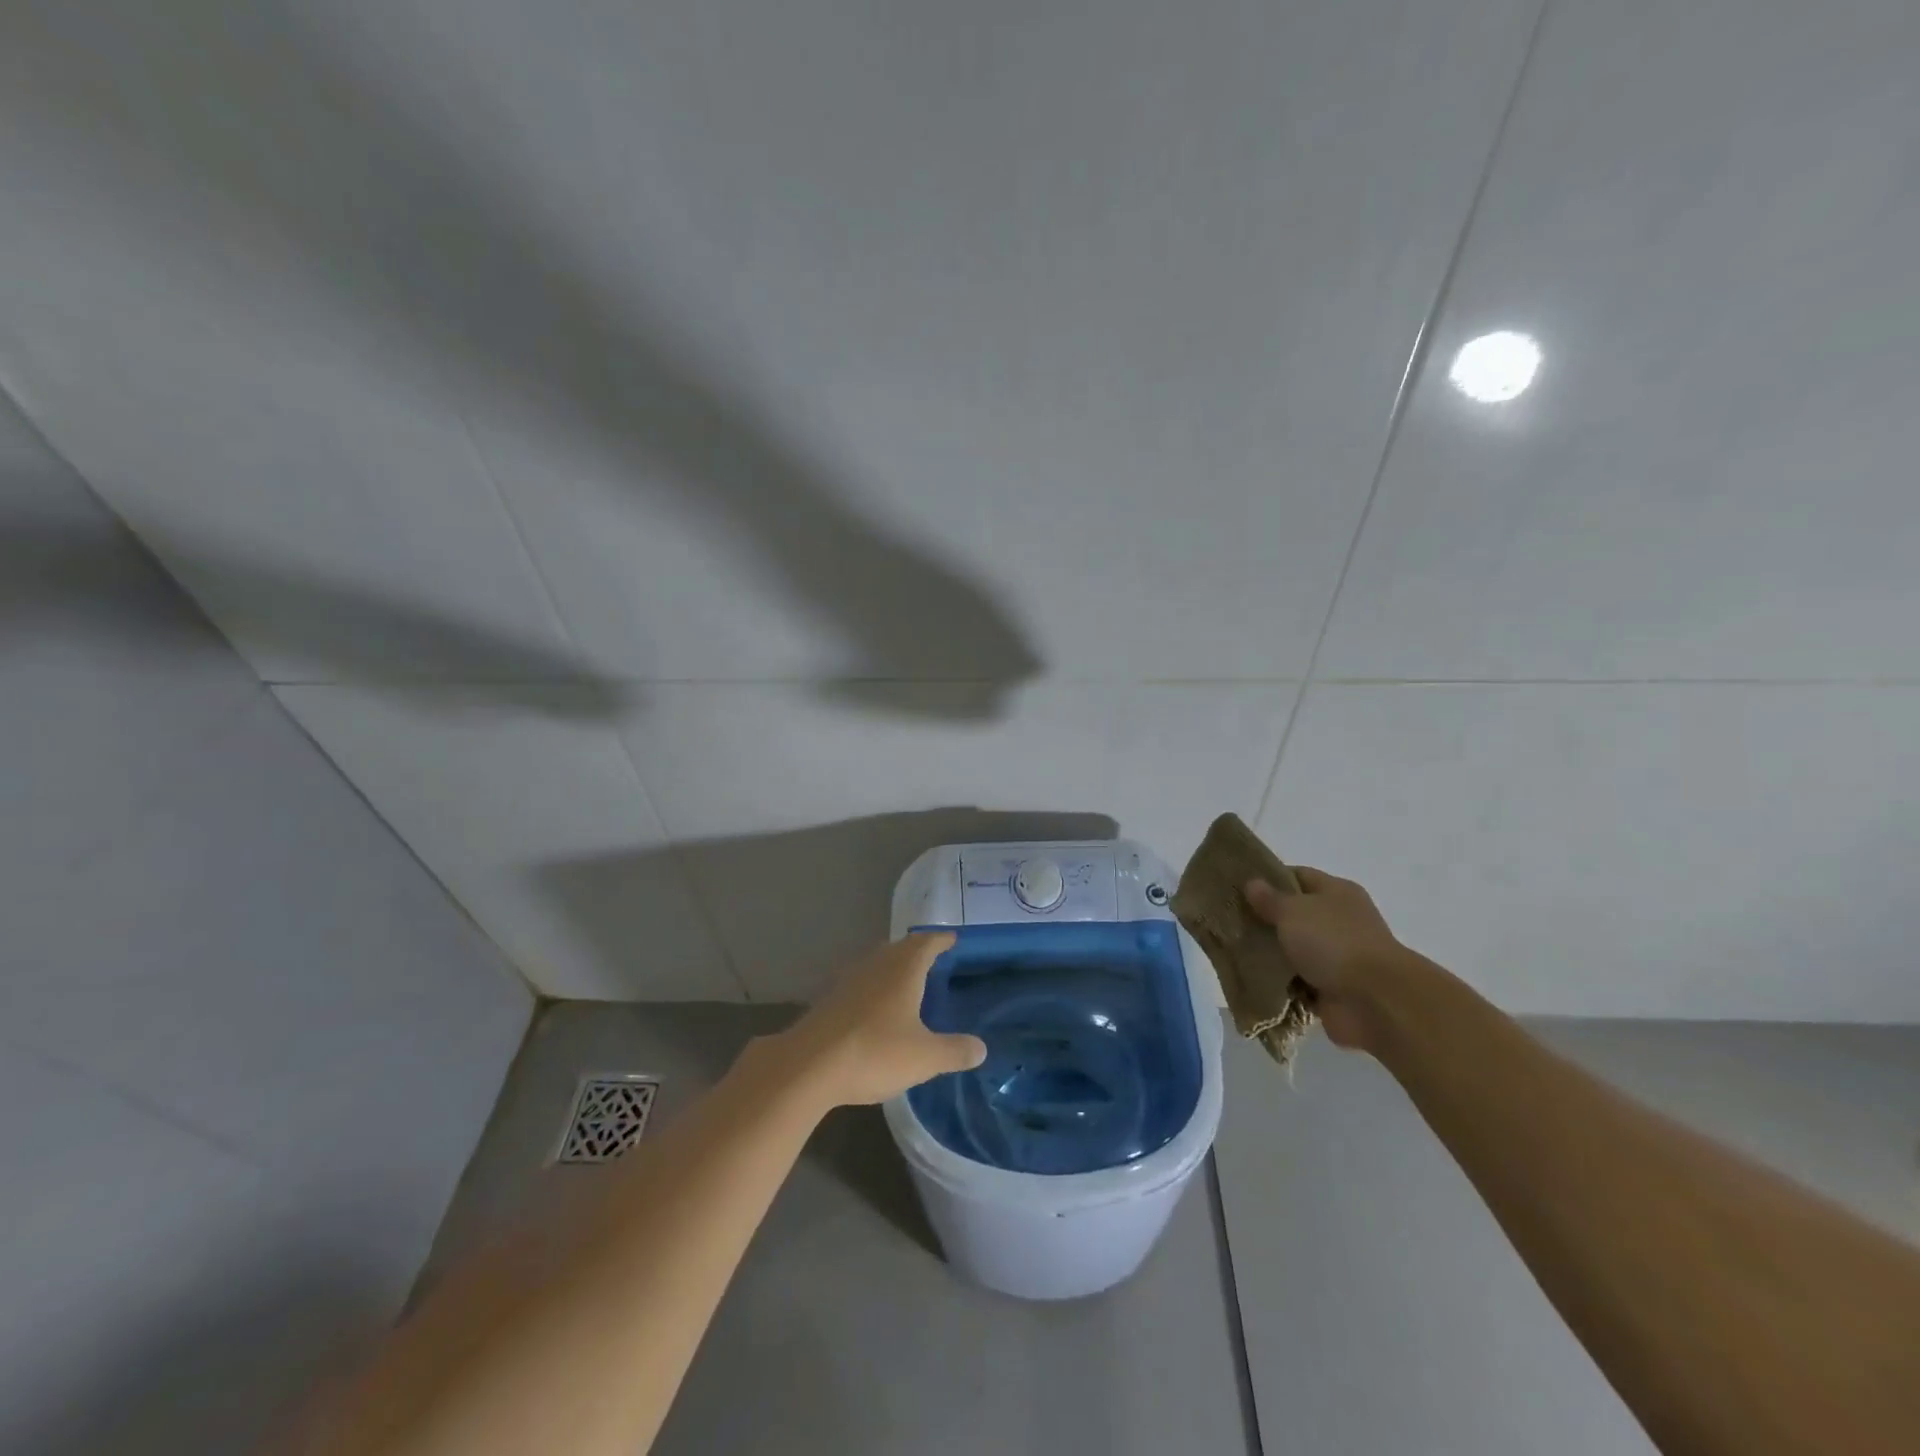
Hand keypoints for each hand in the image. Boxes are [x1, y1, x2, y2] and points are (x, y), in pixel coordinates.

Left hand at [771, 934, 986, 1106]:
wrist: (808, 1067)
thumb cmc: (875, 1052)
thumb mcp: (924, 1057)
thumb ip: (954, 1051)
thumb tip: (981, 1048)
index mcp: (903, 970)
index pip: (926, 943)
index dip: (941, 940)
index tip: (952, 939)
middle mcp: (876, 966)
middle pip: (900, 948)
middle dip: (917, 950)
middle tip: (933, 958)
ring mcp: (848, 981)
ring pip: (877, 964)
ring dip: (893, 967)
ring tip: (907, 980)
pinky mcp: (830, 1001)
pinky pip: (860, 983)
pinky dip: (874, 987)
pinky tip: (876, 1008)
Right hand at [1244, 867, 1415, 1051]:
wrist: (1374, 1001)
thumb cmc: (1334, 942)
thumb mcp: (1293, 910)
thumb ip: (1270, 898)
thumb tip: (1252, 883)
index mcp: (1337, 893)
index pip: (1298, 876)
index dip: (1269, 878)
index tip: (1239, 887)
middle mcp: (1340, 921)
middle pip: (1295, 914)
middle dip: (1265, 919)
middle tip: (1230, 920)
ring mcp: (1337, 956)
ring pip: (1294, 949)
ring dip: (1270, 953)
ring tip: (1234, 950)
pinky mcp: (1331, 988)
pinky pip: (1297, 980)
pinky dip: (1280, 981)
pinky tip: (1251, 977)